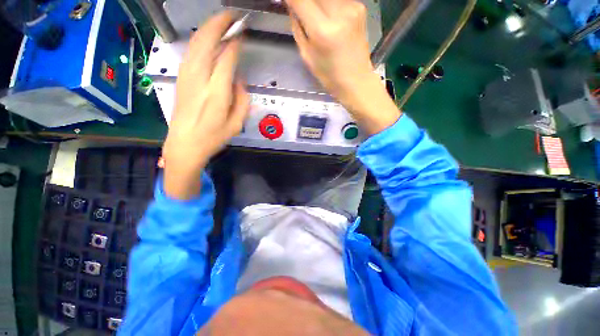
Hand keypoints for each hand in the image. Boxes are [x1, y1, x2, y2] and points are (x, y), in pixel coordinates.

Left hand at [162, 11, 248, 198]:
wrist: (184, 144)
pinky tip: (206, 38)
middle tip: (232, 15)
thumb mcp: (236, 124)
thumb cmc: (213, 137)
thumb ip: (242, 101)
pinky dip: (199, 40)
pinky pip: (190, 52)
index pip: (227, 58)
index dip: (235, 43)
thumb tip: (239, 80)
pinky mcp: (181, 78)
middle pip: (207, 42)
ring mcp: (187, 76)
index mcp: (217, 93)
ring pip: (196, 43)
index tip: (242, 33)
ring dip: (208, 28)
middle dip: (219, 24)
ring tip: (221, 21)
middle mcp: (200, 79)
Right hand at [285, 0, 400, 134]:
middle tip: (303, 13)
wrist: (356, 81)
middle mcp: (339, 12)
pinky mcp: (360, 7)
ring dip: (317, 3)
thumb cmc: (329, 76)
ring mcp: (352, 7)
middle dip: (305, 2)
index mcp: (323, 30)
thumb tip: (291, 6)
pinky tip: (330, 18)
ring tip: (316, 18)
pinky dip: (329, 5)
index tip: (288, 2)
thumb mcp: (307, 56)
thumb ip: (297, 27)